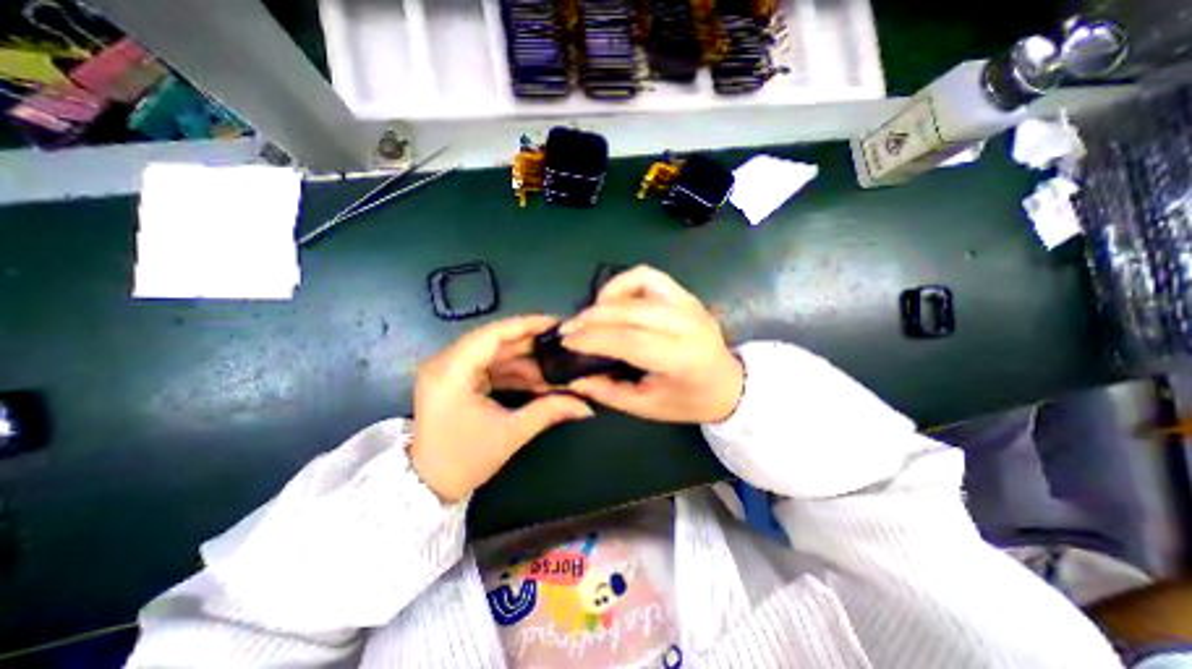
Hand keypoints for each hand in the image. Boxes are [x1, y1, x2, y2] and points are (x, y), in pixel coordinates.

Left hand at [414, 317, 592, 504]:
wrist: (429, 485)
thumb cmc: (464, 460)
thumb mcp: (510, 433)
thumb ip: (549, 411)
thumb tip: (586, 406)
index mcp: (451, 371)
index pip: (492, 334)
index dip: (526, 324)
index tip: (556, 323)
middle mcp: (446, 363)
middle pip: (495, 341)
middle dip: (531, 343)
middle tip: (562, 342)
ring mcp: (450, 370)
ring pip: (495, 353)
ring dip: (526, 360)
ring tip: (556, 364)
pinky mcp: (457, 378)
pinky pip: (490, 366)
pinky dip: (515, 371)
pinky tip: (539, 378)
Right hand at [561, 266, 740, 422]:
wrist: (727, 384)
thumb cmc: (687, 401)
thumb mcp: (647, 407)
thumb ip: (609, 392)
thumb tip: (575, 379)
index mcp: (681, 358)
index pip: (629, 341)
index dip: (593, 339)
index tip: (566, 341)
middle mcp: (687, 324)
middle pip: (630, 311)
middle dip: (592, 317)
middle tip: (569, 328)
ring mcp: (688, 304)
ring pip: (639, 282)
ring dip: (608, 296)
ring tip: (592, 315)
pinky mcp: (686, 295)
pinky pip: (649, 276)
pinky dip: (625, 283)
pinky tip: (614, 301)